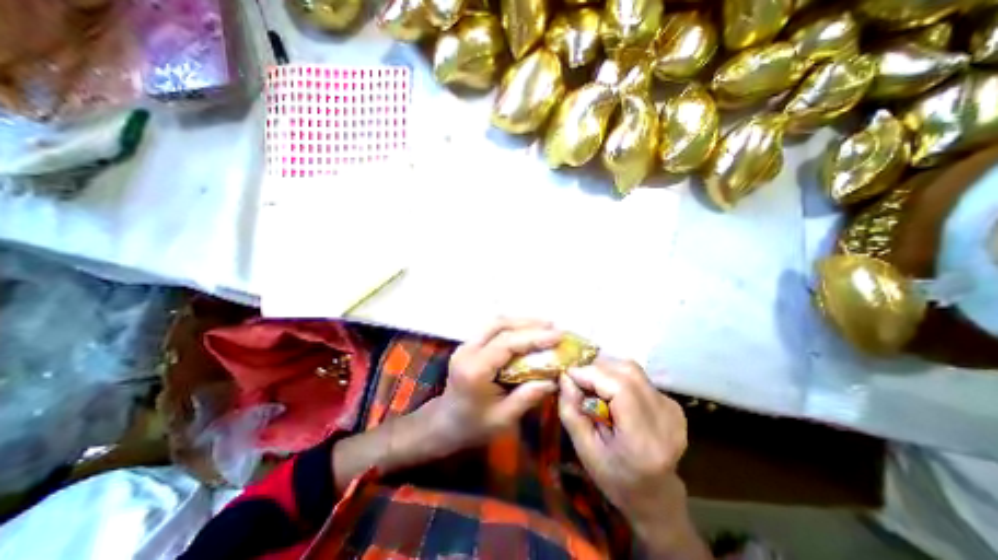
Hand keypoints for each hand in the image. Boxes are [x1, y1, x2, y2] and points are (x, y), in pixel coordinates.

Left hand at [438, 322, 558, 447]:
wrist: (444, 423)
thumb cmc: (473, 426)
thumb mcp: (503, 419)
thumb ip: (528, 397)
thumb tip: (554, 379)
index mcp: (474, 370)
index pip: (506, 344)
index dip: (533, 337)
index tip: (558, 336)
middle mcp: (467, 351)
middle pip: (499, 325)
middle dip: (528, 323)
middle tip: (553, 327)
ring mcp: (466, 345)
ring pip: (495, 323)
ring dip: (520, 322)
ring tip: (544, 326)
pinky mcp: (469, 345)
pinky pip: (492, 329)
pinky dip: (512, 327)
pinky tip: (527, 332)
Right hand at [561, 359, 695, 546]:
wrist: (656, 496)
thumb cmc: (615, 478)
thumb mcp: (584, 450)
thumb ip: (570, 411)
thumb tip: (565, 376)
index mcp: (644, 440)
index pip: (620, 388)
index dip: (592, 374)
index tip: (569, 375)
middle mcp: (666, 419)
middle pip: (628, 372)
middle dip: (597, 369)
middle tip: (578, 380)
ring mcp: (673, 410)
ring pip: (632, 370)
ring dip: (607, 371)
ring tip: (592, 386)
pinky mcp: (673, 404)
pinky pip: (638, 377)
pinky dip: (618, 377)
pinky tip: (610, 394)